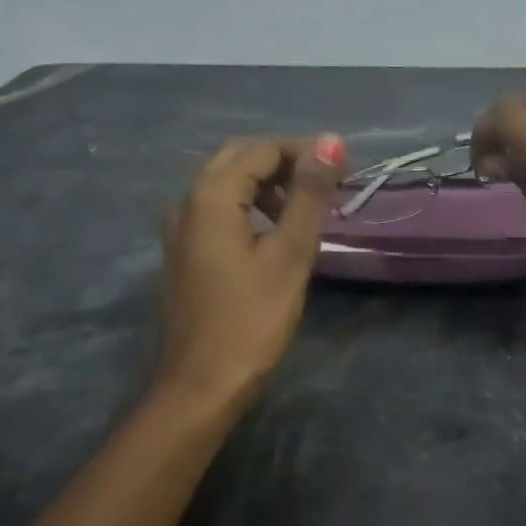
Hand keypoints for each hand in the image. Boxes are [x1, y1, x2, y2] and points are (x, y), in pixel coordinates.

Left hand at [155, 134, 344, 402]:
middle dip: (285, 163)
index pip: (261, 150)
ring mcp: (181, 229)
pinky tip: (275, 233)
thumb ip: (309, 195)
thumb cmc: (251, 319)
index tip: (344, 171)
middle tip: (327, 185)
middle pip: (239, 159)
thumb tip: (330, 141)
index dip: (304, 152)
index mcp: (210, 196)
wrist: (200, 384)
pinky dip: (250, 207)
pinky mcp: (185, 253)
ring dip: (268, 185)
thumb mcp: (290, 254)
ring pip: (226, 184)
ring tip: (308, 209)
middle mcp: (187, 202)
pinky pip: (218, 210)